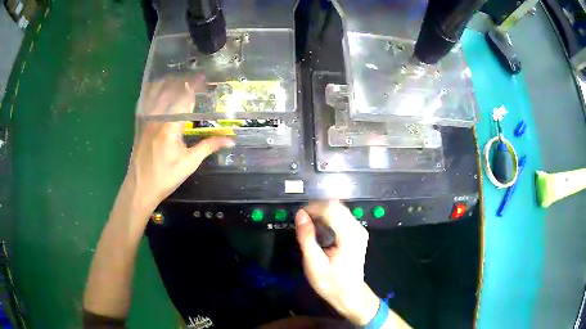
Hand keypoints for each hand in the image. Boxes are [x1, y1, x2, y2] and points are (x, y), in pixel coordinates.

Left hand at [121, 75, 233, 219]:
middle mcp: (156, 119)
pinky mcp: (140, 126)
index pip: (184, 99)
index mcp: (169, 127)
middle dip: (182, 82)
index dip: (194, 86)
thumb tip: (230, 140)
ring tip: (178, 78)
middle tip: (194, 78)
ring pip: (155, 94)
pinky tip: (157, 90)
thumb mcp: (189, 163)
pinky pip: (146, 103)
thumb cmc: (165, 178)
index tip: (203, 78)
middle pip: (168, 91)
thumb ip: (208, 147)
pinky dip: (153, 92)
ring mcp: (145, 121)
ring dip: (167, 84)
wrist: (140, 188)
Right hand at [295, 201, 379, 324]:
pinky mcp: (358, 233)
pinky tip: (320, 228)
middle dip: (317, 208)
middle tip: (302, 221)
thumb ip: (307, 238)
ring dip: (322, 212)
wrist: (350, 295)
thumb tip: (300, 214)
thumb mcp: (314, 264)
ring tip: (309, 225)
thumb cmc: (331, 283)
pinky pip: (342, 216)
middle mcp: (357, 228)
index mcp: (349, 235)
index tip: (298, 217)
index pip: (330, 209)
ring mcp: (360, 229)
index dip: (312, 208)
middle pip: (336, 205)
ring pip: (339, 209)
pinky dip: (329, 217)